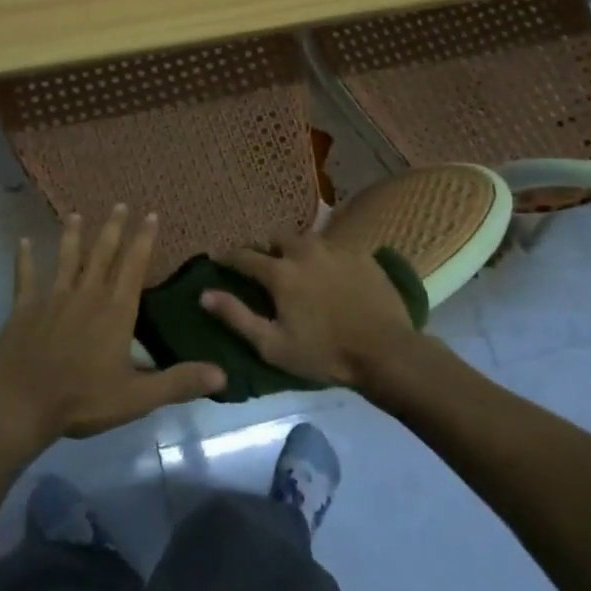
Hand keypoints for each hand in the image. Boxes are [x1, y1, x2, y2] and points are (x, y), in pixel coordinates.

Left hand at [0, 206, 226, 446]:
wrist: (22, 403)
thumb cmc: (82, 399)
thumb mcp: (137, 397)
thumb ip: (179, 382)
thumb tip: (222, 374)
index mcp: (115, 311)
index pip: (134, 266)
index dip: (143, 240)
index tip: (150, 215)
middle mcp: (87, 294)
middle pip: (102, 253)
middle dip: (113, 228)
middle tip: (120, 204)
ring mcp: (53, 297)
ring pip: (66, 257)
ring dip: (72, 234)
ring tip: (75, 214)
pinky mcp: (25, 306)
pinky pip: (26, 275)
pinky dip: (25, 258)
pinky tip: (23, 241)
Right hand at [200, 233, 418, 389]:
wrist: (386, 352)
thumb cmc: (323, 353)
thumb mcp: (272, 345)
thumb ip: (236, 316)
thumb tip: (204, 294)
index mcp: (280, 271)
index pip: (244, 256)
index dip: (226, 256)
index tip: (216, 257)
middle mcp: (304, 250)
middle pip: (275, 238)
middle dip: (264, 247)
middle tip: (261, 263)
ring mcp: (336, 249)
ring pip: (305, 240)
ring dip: (294, 249)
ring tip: (295, 265)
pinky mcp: (361, 255)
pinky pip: (333, 249)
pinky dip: (323, 257)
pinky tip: (328, 273)